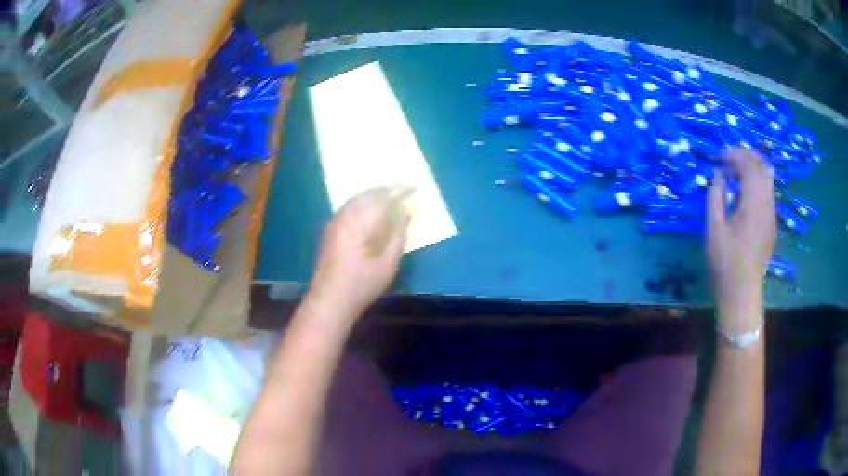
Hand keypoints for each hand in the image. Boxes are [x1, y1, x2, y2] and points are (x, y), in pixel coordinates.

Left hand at [307, 186, 411, 319]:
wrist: (330, 299)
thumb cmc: (363, 283)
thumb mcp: (389, 262)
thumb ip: (398, 234)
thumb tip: (405, 211)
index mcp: (362, 220)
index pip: (384, 196)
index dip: (400, 190)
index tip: (413, 187)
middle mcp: (347, 214)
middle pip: (368, 193)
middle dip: (386, 190)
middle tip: (402, 190)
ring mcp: (336, 221)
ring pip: (357, 198)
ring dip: (373, 195)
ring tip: (389, 198)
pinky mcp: (330, 229)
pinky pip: (349, 206)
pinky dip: (363, 202)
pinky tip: (369, 211)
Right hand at [707, 149, 775, 330]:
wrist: (742, 291)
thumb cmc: (725, 262)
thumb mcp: (713, 229)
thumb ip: (715, 197)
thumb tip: (717, 176)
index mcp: (753, 203)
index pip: (748, 165)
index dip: (733, 155)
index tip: (719, 158)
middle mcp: (766, 204)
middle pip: (762, 166)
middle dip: (745, 156)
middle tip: (729, 159)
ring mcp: (771, 214)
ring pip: (768, 179)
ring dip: (752, 168)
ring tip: (736, 173)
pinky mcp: (771, 224)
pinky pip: (768, 193)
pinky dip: (757, 183)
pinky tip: (744, 193)